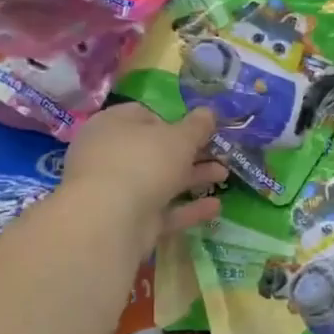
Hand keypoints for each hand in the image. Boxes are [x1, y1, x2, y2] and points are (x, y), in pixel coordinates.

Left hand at [58, 103, 227, 253]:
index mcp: (113, 125)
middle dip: (190, 153)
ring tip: (224, 176)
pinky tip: (216, 207)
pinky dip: (187, 209)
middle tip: (218, 153)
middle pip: (155, 151)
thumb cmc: (143, 162)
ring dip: (193, 178)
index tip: (199, 129)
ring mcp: (117, 191)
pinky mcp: (127, 221)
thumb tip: (208, 112)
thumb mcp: (179, 138)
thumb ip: (197, 126)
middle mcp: (110, 155)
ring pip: (160, 181)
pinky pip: (162, 211)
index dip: (174, 120)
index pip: (144, 115)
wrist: (110, 221)